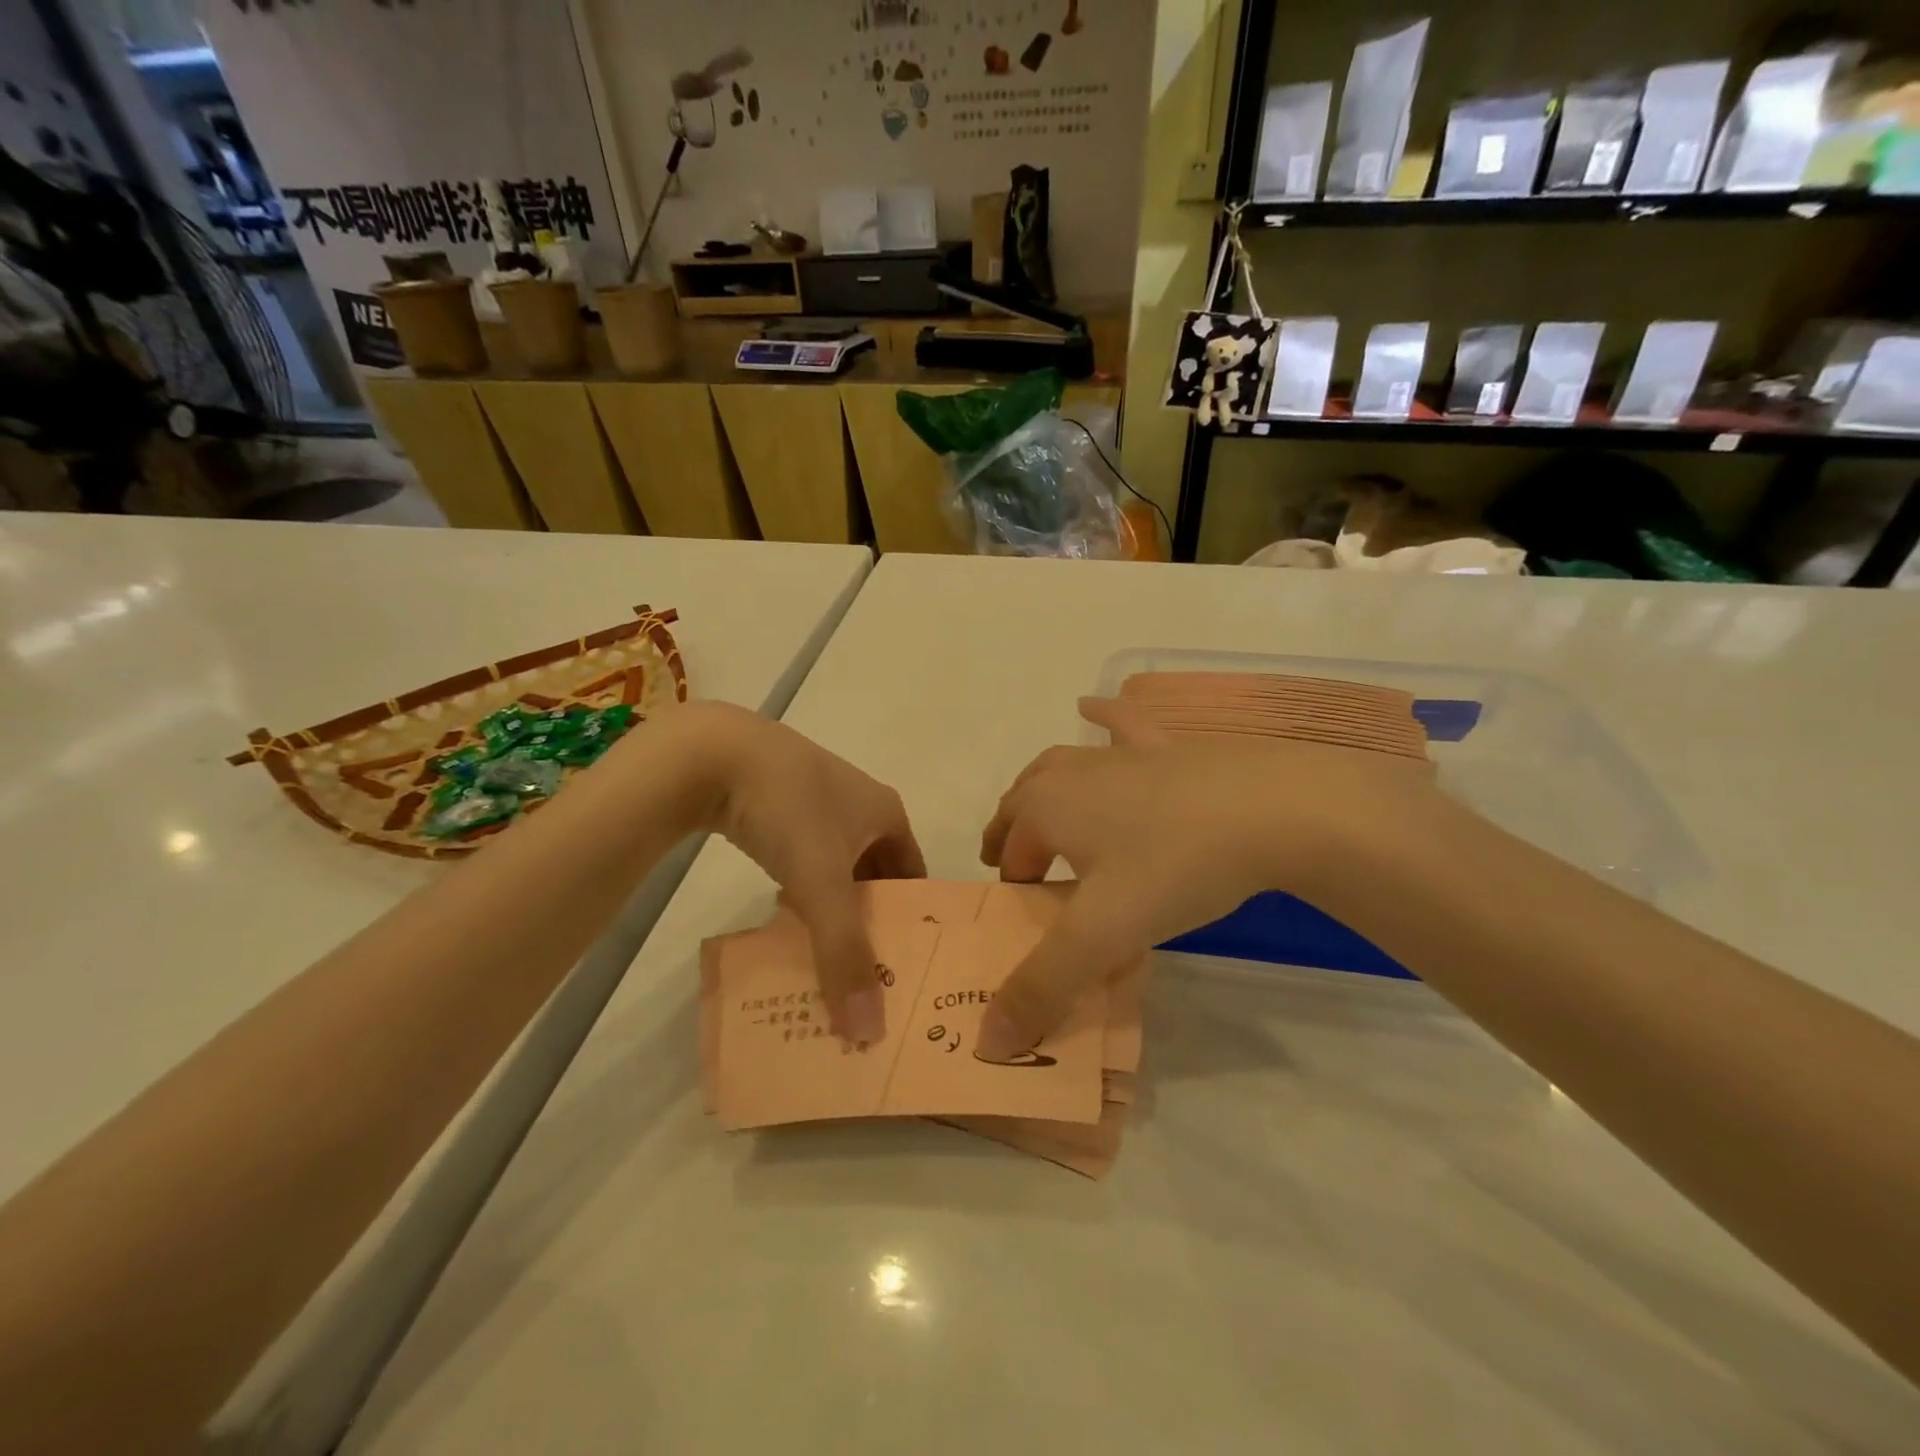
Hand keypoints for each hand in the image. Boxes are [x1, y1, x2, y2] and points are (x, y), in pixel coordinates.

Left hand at [674, 703, 924, 1040]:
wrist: (714, 753)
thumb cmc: (788, 810)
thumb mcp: (820, 883)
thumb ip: (844, 953)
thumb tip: (868, 1032)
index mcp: (888, 812)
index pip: (914, 876)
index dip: (912, 921)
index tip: (903, 967)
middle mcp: (861, 804)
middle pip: (878, 874)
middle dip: (871, 919)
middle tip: (864, 972)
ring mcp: (819, 800)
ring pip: (839, 866)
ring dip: (834, 905)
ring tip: (826, 953)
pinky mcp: (780, 803)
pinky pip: (807, 855)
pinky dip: (804, 887)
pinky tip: (786, 913)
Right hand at [975, 697, 1444, 1058]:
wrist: (1275, 808)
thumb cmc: (1175, 867)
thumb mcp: (1103, 937)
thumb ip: (1042, 989)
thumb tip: (988, 1044)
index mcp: (1046, 807)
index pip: (1009, 848)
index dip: (1011, 881)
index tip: (1028, 911)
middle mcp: (1071, 770)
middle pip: (1024, 801)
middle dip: (1015, 832)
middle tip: (1026, 867)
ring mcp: (1120, 751)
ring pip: (1062, 764)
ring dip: (1044, 788)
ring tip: (1045, 808)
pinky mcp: (1166, 742)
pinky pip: (1122, 723)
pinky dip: (1103, 717)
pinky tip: (1093, 707)